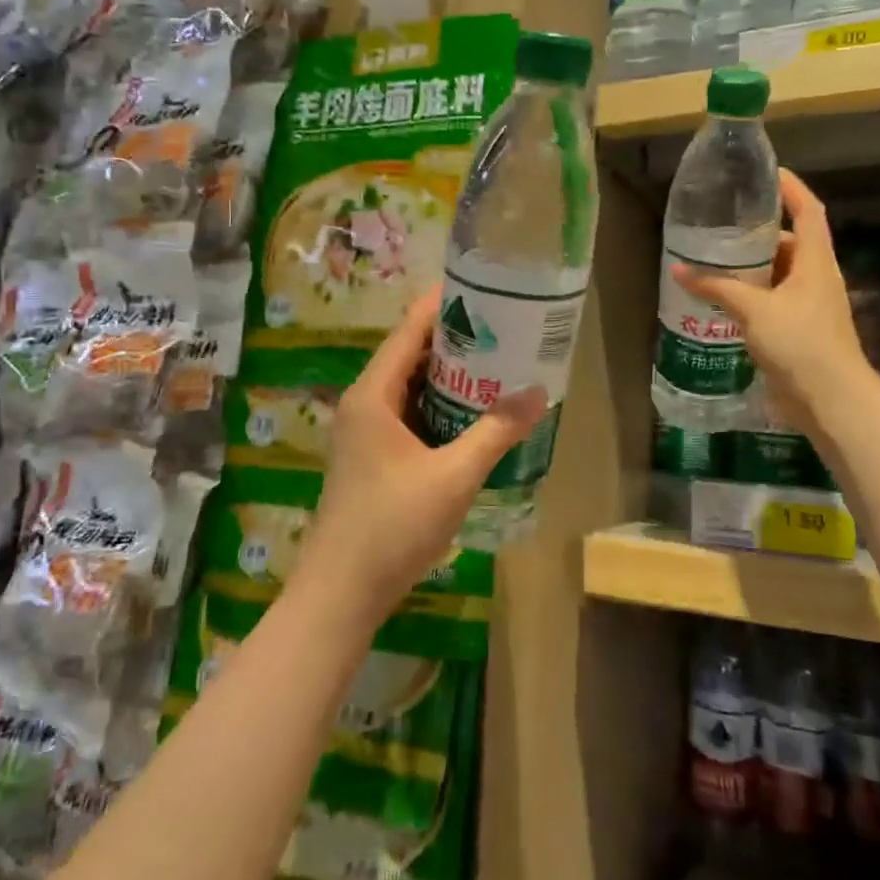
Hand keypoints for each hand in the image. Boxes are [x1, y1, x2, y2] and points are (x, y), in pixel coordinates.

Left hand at [295, 285, 547, 620]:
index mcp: (373, 394)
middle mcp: (364, 403)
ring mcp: (365, 432)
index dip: (444, 304)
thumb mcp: (454, 476)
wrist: (341, 592)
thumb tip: (538, 392)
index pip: (410, 329)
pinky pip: (409, 415)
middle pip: (410, 354)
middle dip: (456, 340)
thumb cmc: (392, 525)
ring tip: (498, 364)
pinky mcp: (372, 457)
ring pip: (410, 387)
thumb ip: (496, 432)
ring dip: (449, 376)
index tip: (484, 287)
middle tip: (504, 328)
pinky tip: (473, 414)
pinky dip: (439, 406)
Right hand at [674, 169, 876, 436]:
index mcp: (815, 261)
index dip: (790, 187)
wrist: (831, 400)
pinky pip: (771, 301)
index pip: (808, 210)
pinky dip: (749, 296)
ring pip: (777, 275)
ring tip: (713, 260)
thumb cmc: (800, 343)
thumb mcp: (755, 310)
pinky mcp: (798, 330)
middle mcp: (815, 277)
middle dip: (757, 234)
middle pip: (789, 242)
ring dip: (749, 269)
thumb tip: (679, 269)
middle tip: (720, 226)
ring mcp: (808, 305)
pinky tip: (721, 300)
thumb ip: (717, 287)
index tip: (765, 173)